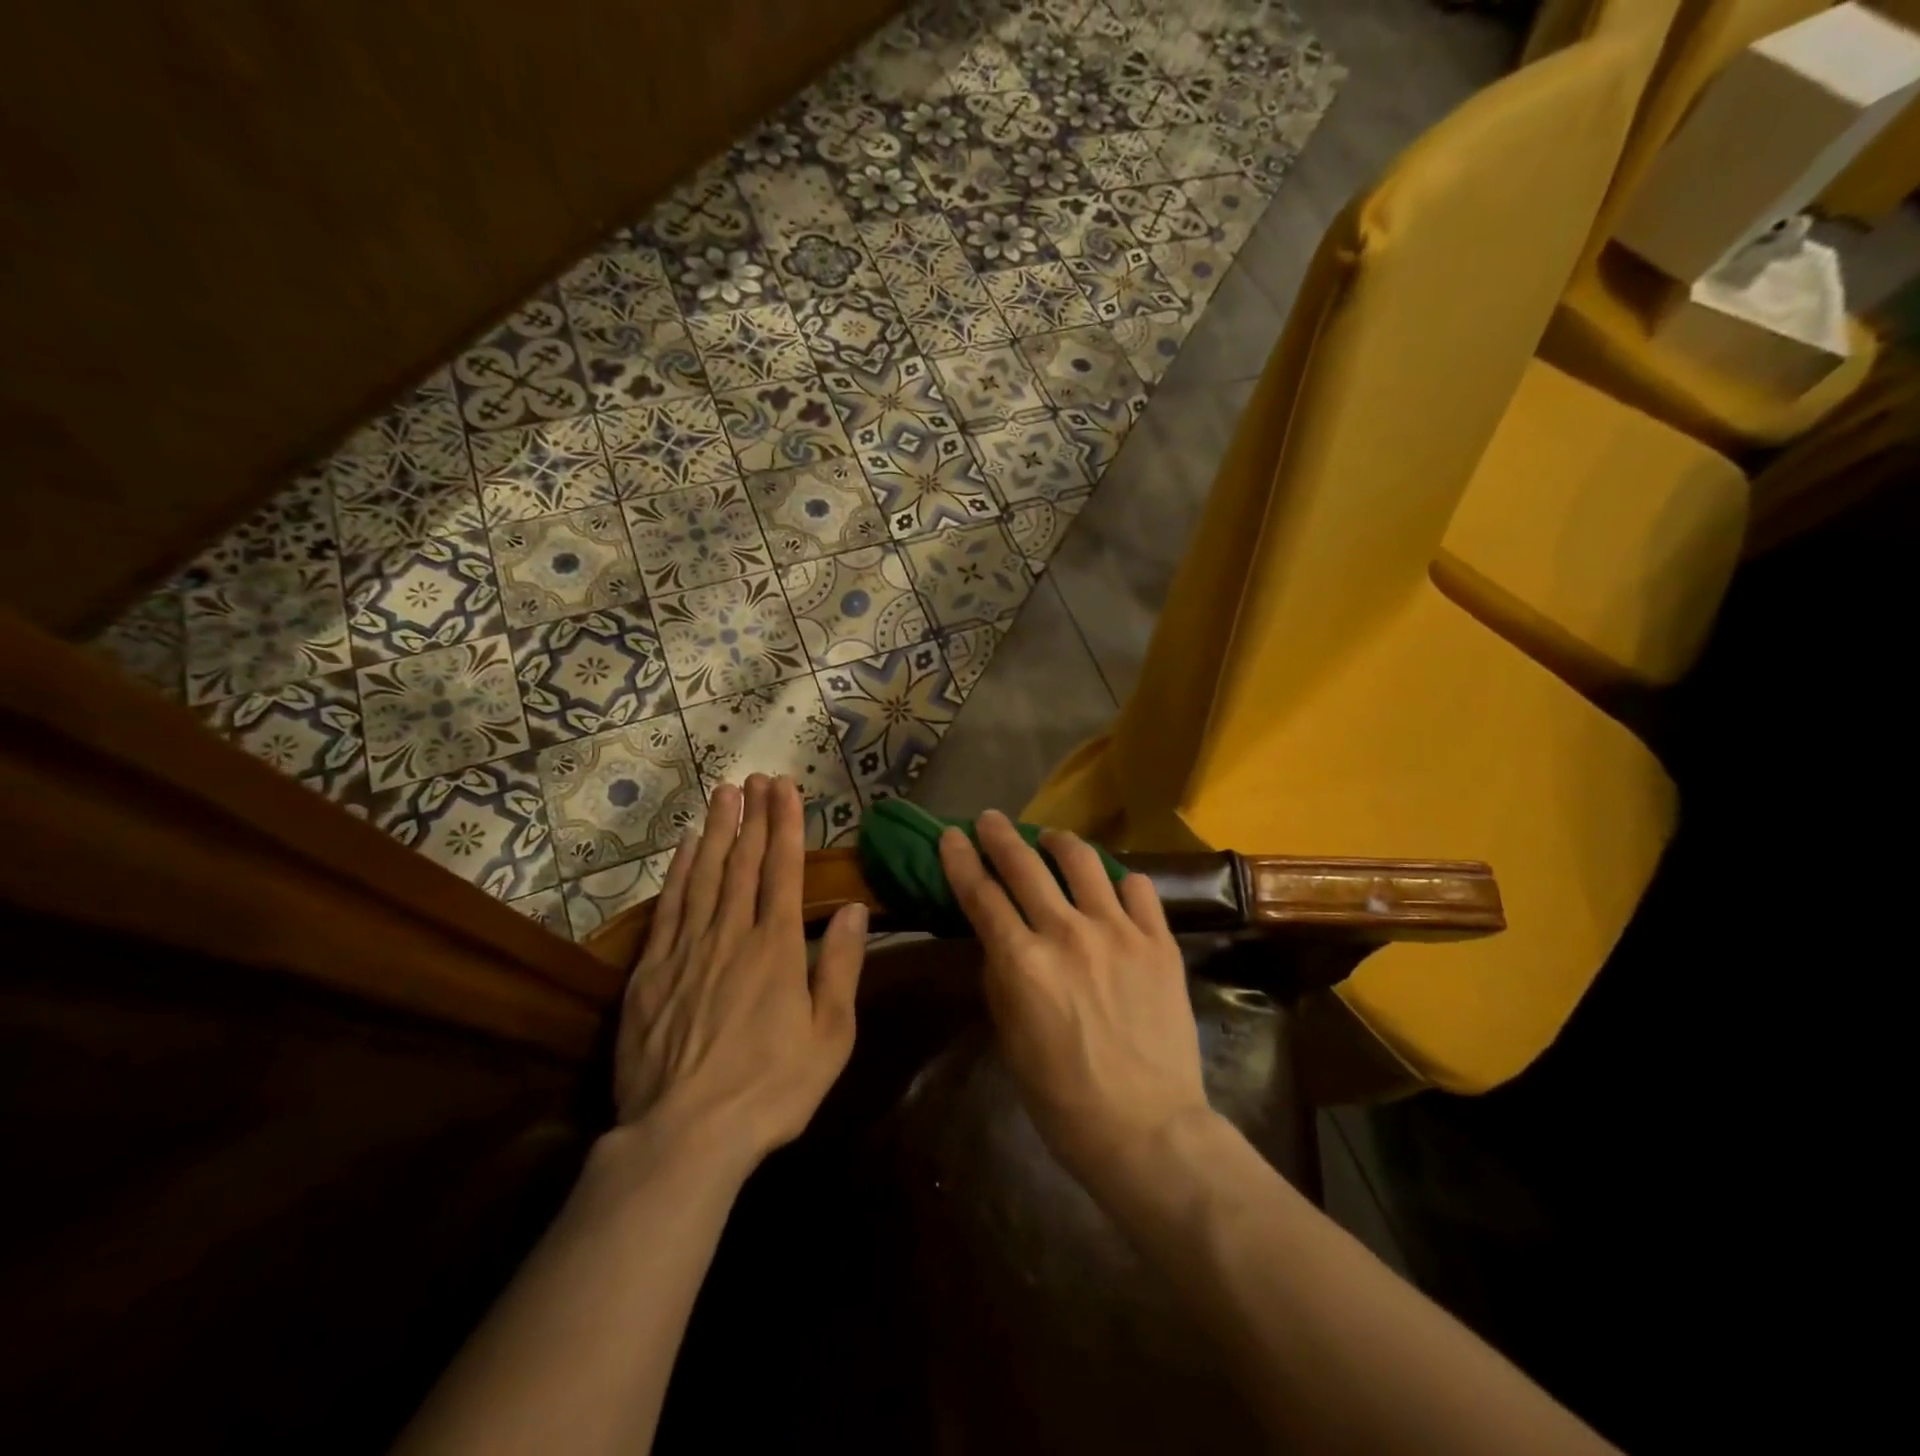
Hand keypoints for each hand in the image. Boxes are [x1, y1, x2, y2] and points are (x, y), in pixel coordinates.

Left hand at [612, 775, 866, 1166]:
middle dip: (752, 816)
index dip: (785, 825)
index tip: (784, 788)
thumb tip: (851, 909)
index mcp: (776, 948)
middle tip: (756, 778)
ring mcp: (686, 949)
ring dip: (716, 831)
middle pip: (742, 862)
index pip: (782, 870)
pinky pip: (669, 906)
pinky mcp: (651, 971)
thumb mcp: (829, 1037)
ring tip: (724, 794)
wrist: (683, 1136)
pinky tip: (684, 848)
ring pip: (704, 875)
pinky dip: (678, 871)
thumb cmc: (770, 1090)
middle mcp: (731, 934)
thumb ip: (840, 967)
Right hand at [938, 811, 1209, 1192]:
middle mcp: (1067, 933)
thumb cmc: (1063, 1097)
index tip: (950, 835)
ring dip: (1058, 842)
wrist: (1148, 1129)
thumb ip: (1001, 977)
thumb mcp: (1010, 1038)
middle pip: (1024, 864)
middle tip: (990, 819)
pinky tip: (1109, 884)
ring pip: (1082, 861)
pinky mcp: (1159, 941)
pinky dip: (1117, 879)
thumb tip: (1000, 941)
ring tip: (1050, 839)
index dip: (960, 859)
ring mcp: (1118, 932)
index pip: (980, 894)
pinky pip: (1137, 887)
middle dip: (1000, 835)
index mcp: (1022, 962)